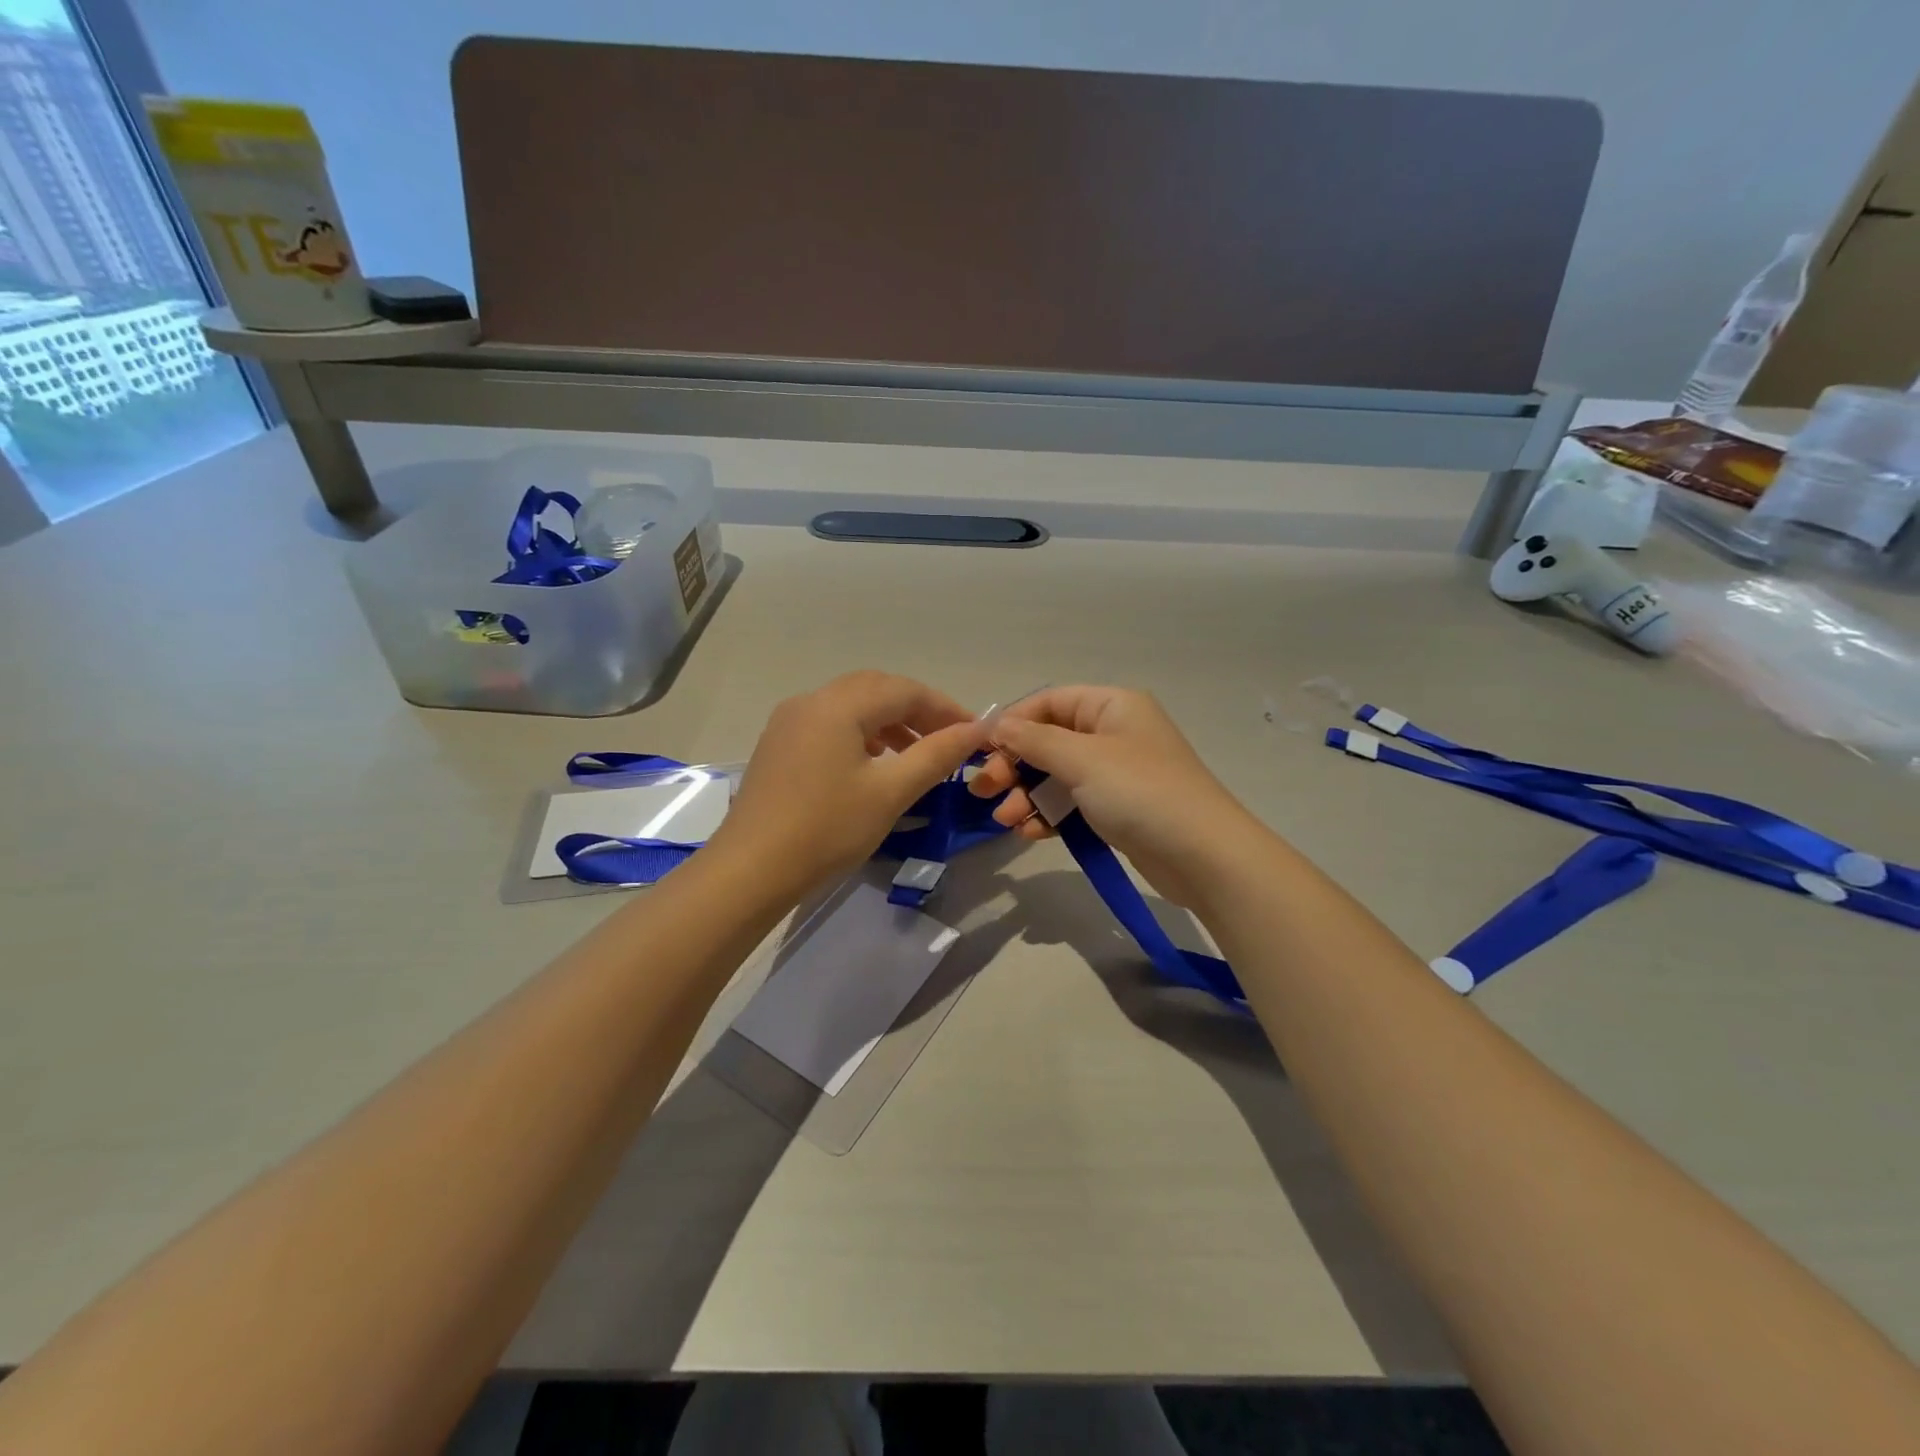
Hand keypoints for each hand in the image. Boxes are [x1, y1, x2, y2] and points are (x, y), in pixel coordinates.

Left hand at [705, 671, 986, 896]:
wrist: (751, 870)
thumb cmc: (827, 829)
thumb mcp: (891, 792)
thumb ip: (937, 755)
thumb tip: (977, 730)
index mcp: (838, 705)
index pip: (905, 691)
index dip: (945, 708)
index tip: (975, 734)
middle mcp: (810, 701)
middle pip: (876, 689)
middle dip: (917, 710)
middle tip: (948, 740)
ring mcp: (789, 722)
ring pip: (851, 705)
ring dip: (890, 721)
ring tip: (917, 753)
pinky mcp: (778, 745)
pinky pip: (830, 724)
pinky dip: (861, 733)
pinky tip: (874, 763)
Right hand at [967, 686, 1263, 907]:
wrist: (1203, 856)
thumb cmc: (1141, 792)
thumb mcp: (1082, 759)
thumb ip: (1033, 740)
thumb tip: (995, 725)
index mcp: (1111, 705)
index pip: (1049, 702)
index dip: (1012, 722)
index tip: (980, 750)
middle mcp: (1113, 733)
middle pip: (1048, 740)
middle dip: (1014, 765)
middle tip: (984, 790)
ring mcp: (1115, 773)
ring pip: (1056, 775)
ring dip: (1026, 795)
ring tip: (1006, 819)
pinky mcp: (1116, 808)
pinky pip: (1071, 803)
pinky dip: (1048, 814)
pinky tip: (1030, 833)